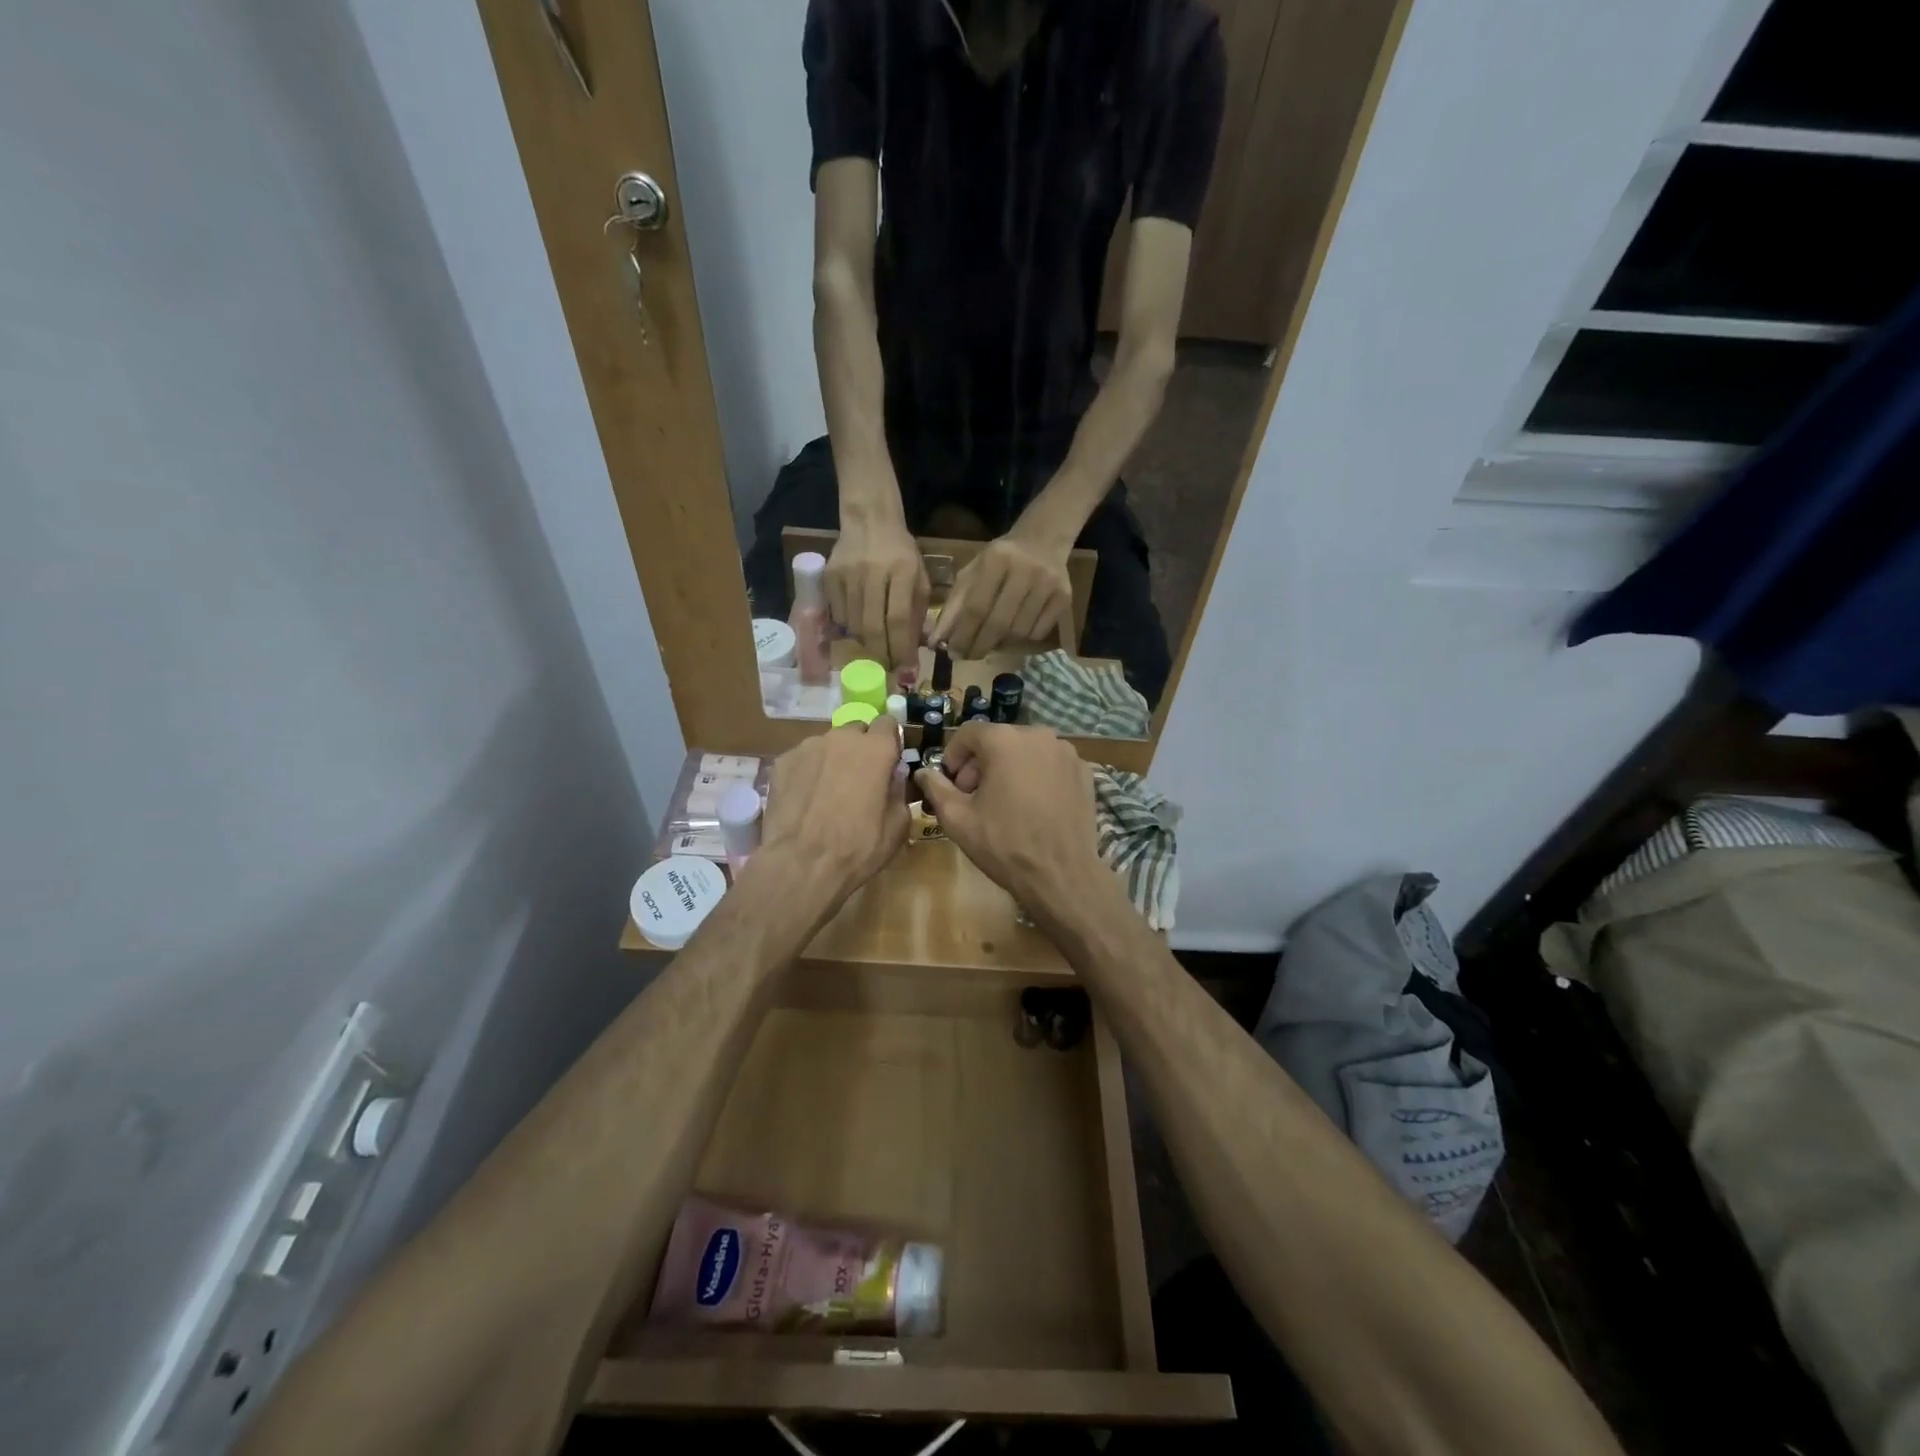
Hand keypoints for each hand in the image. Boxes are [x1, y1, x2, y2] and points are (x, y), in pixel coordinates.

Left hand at [758, 718, 908, 905]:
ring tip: (828, 793)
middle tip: (859, 780)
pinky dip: (808, 772)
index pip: (888, 723)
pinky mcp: (782, 762)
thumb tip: (893, 776)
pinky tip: (805, 800)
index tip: (888, 762)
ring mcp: (807, 747)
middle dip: (861, 748)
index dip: (890, 742)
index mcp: (876, 749)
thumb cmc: (858, 847)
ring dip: (833, 760)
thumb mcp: (897, 826)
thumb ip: (898, 790)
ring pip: (827, 744)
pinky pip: (803, 759)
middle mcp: (841, 738)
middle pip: (856, 730)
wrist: (801, 864)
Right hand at [825, 514, 928, 671]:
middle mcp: (873, 572)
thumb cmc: (900, 553)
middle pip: (872, 627)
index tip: (906, 670)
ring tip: (876, 644)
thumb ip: (918, 612)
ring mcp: (848, 574)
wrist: (869, 520)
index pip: (899, 619)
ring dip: (866, 643)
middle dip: (882, 654)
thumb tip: (912, 650)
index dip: (901, 649)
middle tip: (888, 666)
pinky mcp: (829, 576)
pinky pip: (838, 615)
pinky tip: (858, 623)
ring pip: (854, 625)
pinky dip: (849, 627)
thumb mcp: (919, 577)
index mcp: (903, 570)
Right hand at [913, 723, 1113, 924]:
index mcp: (1005, 740)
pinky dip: (1037, 777)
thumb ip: (936, 788)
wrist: (1061, 874)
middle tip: (973, 797)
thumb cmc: (1004, 844)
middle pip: (999, 740)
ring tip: (1005, 803)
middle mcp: (1038, 735)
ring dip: (1010, 769)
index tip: (950, 783)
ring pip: (1026, 752)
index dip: (953, 756)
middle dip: (981, 764)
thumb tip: (923, 772)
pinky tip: (1033, 807)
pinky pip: (1050, 765)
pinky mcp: (1084, 772)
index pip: (969, 734)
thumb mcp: (957, 818)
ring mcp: (1066, 753)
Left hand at [938, 532, 1071, 657]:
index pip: (976, 607)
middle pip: (999, 623)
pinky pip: (1037, 634)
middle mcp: (1026, 570)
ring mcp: (1049, 585)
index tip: (951, 652)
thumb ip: (954, 606)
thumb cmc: (1000, 560)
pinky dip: (1020, 640)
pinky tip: (1012, 633)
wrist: (1043, 541)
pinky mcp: (1064, 598)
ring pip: (1018, 632)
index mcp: (998, 558)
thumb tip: (937, 641)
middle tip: (967, 656)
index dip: (962, 634)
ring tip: (989, 642)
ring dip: (999, 644)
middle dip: (979, 645)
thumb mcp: (973, 573)